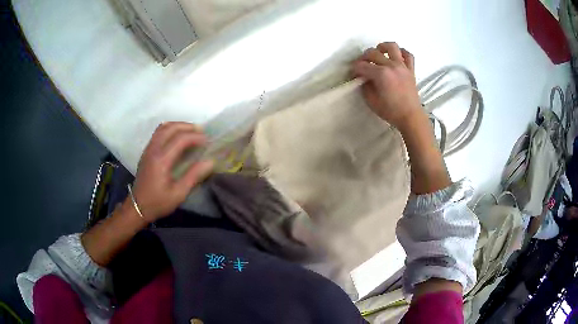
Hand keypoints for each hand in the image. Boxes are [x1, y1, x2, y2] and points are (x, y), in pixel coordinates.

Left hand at [131, 122, 213, 221]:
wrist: (137, 207)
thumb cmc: (158, 202)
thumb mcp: (178, 194)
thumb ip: (194, 176)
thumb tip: (210, 161)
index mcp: (161, 160)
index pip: (180, 139)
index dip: (196, 137)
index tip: (208, 141)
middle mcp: (154, 150)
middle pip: (171, 127)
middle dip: (188, 127)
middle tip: (201, 132)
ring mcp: (148, 149)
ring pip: (163, 127)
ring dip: (178, 126)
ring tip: (191, 132)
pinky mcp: (147, 151)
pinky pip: (159, 133)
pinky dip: (171, 129)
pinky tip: (178, 138)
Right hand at [353, 42, 423, 129]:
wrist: (411, 117)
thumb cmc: (391, 111)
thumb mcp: (371, 101)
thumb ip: (365, 87)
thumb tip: (363, 78)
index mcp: (381, 74)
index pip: (362, 66)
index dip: (354, 69)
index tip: (353, 74)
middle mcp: (391, 65)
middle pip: (373, 53)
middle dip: (363, 57)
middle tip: (362, 65)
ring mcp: (402, 66)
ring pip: (392, 46)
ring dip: (382, 47)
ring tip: (379, 52)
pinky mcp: (411, 70)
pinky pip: (408, 55)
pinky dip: (402, 52)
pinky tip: (396, 56)